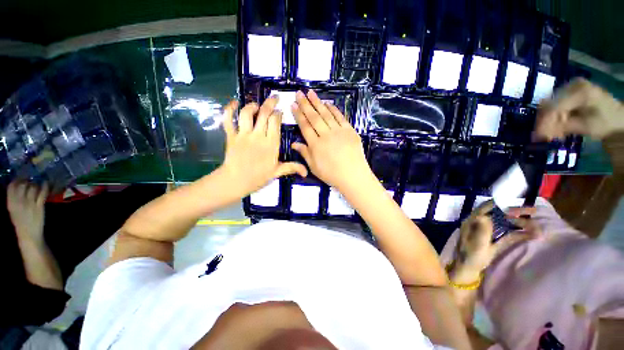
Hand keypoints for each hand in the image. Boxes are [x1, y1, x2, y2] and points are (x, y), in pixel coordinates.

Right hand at [7, 181, 47, 242]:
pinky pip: (42, 193)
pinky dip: (45, 186)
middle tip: (31, 179)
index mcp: (10, 203)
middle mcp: (19, 202)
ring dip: (36, 184)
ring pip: (33, 187)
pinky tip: (46, 183)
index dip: (17, 179)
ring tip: (37, 183)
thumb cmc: (21, 222)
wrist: (29, 235)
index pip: (11, 186)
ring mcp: (30, 204)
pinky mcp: (39, 206)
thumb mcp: (13, 210)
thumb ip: (14, 199)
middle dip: (27, 180)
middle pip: (23, 184)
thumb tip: (18, 186)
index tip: (21, 177)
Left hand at [221, 98, 306, 196]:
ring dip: (252, 106)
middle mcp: (258, 136)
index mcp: (271, 144)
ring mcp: (243, 135)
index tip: (280, 111)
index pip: (275, 122)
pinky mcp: (231, 136)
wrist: (236, 181)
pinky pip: (228, 120)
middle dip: (270, 103)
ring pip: (247, 114)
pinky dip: (229, 109)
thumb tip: (306, 172)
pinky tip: (234, 102)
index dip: (278, 114)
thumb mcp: (277, 172)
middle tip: (274, 98)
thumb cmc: (258, 177)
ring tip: (257, 105)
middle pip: (264, 114)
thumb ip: (292, 168)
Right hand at [291, 90, 371, 189]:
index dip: (299, 115)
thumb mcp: (314, 167)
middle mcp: (326, 135)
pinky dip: (334, 109)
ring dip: (318, 102)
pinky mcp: (349, 131)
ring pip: (326, 114)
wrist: (353, 176)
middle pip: (314, 117)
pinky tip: (328, 103)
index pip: (305, 126)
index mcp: (315, 145)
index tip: (293, 105)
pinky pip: (340, 117)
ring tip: (311, 93)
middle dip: (306, 104)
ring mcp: (338, 131)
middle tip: (299, 93)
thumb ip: (304, 153)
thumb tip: (293, 144)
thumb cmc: (332, 174)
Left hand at [451, 202, 539, 281]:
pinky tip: (533, 234)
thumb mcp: (476, 245)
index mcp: (472, 222)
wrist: (468, 270)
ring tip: (537, 226)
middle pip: (499, 214)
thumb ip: (481, 232)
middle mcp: (480, 224)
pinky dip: (520, 234)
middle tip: (533, 211)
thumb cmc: (470, 257)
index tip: (516, 199)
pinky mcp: (494, 241)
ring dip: (520, 223)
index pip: (486, 208)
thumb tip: (483, 217)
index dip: (500, 202)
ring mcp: (488, 232)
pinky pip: (509, 235)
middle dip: (515, 212)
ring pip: (506, 224)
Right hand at [535, 78, 623, 140]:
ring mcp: (570, 86)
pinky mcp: (569, 91)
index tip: (537, 136)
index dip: (544, 123)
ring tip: (551, 133)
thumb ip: (563, 127)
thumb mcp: (586, 126)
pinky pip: (555, 104)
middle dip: (545, 122)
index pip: (554, 107)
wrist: (618, 117)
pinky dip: (554, 117)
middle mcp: (572, 85)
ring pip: (550, 105)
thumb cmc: (605, 122)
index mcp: (579, 91)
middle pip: (550, 105)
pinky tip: (556, 126)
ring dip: (549, 120)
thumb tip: (539, 133)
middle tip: (544, 136)